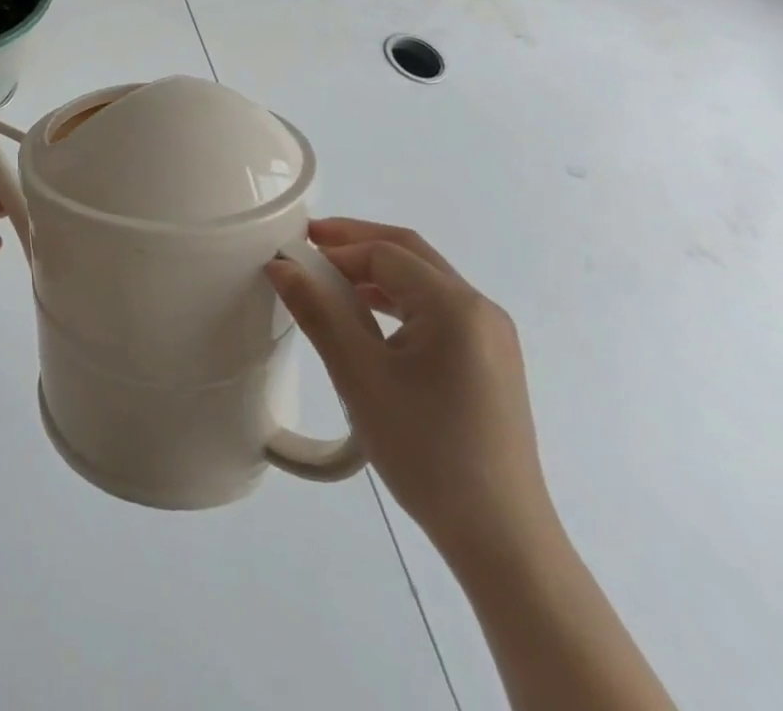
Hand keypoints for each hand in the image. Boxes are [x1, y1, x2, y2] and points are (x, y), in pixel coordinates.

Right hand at [266, 219, 557, 570]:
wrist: (501, 540)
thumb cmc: (426, 450)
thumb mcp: (360, 376)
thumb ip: (318, 312)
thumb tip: (281, 265)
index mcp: (455, 306)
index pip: (384, 253)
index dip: (335, 249)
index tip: (292, 258)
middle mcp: (480, 309)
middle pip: (410, 253)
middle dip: (356, 242)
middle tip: (308, 245)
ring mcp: (491, 336)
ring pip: (424, 280)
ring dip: (375, 270)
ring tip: (328, 280)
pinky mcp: (490, 361)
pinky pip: (436, 309)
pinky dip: (396, 299)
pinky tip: (366, 318)